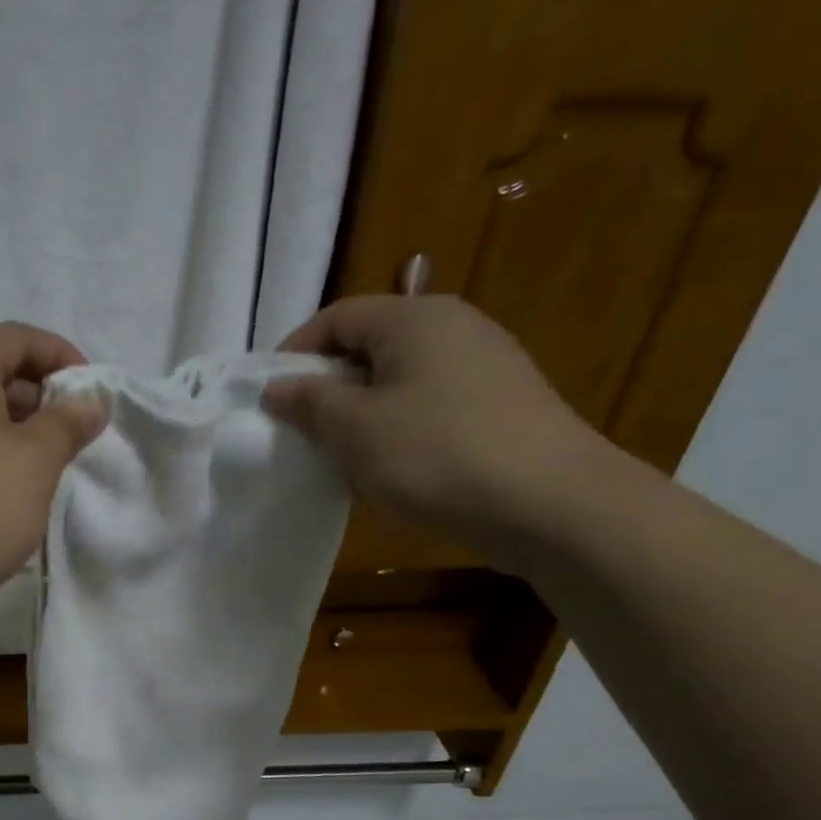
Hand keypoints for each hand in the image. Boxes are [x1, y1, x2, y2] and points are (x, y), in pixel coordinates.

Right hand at [261, 295, 612, 556]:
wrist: (551, 504)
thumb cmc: (437, 454)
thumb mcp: (356, 429)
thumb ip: (310, 403)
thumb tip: (276, 387)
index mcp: (416, 318)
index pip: (338, 316)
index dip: (296, 351)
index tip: (270, 395)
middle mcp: (454, 327)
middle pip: (371, 345)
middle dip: (328, 386)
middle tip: (302, 430)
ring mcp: (485, 366)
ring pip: (400, 379)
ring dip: (362, 413)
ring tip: (343, 456)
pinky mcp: (501, 405)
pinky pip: (430, 405)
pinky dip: (398, 429)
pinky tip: (393, 471)